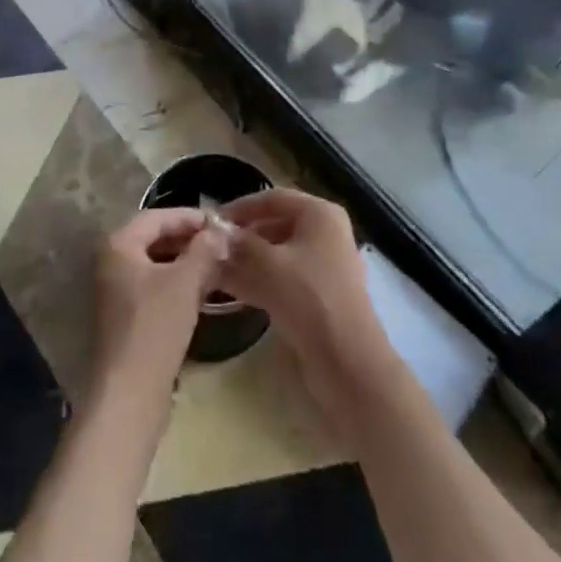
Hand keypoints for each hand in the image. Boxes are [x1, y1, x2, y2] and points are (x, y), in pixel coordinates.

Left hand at [90, 208, 229, 407]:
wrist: (130, 394)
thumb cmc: (155, 327)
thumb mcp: (185, 282)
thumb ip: (203, 250)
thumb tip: (219, 231)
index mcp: (119, 245)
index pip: (157, 217)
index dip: (189, 217)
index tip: (219, 222)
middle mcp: (112, 263)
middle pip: (154, 239)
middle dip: (188, 239)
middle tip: (220, 243)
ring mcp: (116, 292)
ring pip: (156, 265)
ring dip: (185, 262)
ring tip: (217, 265)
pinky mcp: (126, 318)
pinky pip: (154, 288)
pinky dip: (177, 284)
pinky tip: (202, 292)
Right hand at [217, 189, 397, 432]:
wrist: (348, 363)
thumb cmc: (309, 299)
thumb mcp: (268, 266)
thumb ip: (239, 245)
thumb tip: (214, 233)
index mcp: (320, 215)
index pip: (274, 198)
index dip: (241, 206)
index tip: (212, 220)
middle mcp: (325, 234)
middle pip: (276, 225)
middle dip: (243, 237)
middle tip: (212, 248)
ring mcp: (325, 266)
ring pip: (279, 254)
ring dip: (248, 261)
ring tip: (215, 270)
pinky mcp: (320, 296)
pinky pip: (285, 278)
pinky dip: (260, 280)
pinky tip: (233, 291)